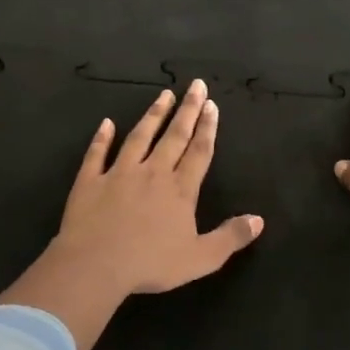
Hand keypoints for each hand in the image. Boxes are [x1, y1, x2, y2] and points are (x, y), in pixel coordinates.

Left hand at [0, 80, 264, 349]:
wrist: (96, 264)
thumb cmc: (150, 263)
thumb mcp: (200, 258)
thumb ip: (230, 238)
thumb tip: (259, 220)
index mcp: (180, 190)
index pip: (198, 152)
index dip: (207, 127)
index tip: (211, 104)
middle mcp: (152, 173)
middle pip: (174, 136)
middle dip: (187, 110)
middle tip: (195, 85)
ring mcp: (119, 173)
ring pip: (139, 137)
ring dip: (153, 115)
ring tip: (163, 95)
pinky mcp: (90, 180)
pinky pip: (97, 153)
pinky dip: (102, 137)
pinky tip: (107, 123)